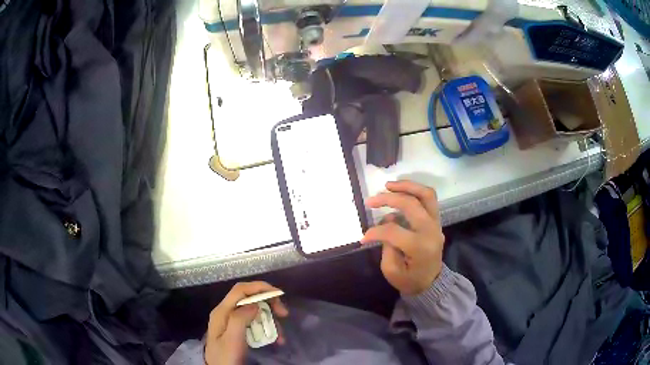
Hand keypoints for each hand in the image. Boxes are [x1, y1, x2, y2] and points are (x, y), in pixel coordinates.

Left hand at [205, 282, 288, 364]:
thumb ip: (240, 319)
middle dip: (269, 303)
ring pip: (254, 312)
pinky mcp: (237, 330)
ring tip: (281, 335)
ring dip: (270, 320)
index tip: (279, 294)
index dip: (259, 287)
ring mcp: (231, 321)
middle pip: (249, 299)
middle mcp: (226, 312)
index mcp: (222, 311)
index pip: (240, 290)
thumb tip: (255, 304)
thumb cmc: (225, 357)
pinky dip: (266, 329)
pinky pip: (254, 323)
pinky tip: (275, 339)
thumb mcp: (232, 340)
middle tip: (284, 314)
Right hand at [361, 181, 444, 294]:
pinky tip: (400, 191)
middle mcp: (431, 230)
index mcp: (420, 247)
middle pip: (411, 205)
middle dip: (388, 199)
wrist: (431, 283)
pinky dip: (414, 191)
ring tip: (388, 185)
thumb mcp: (391, 271)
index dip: (375, 232)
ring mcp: (436, 223)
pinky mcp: (436, 220)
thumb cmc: (410, 280)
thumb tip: (386, 222)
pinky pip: (429, 199)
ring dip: (406, 186)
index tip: (363, 238)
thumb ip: (387, 246)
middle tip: (371, 201)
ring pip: (425, 195)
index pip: (394, 231)